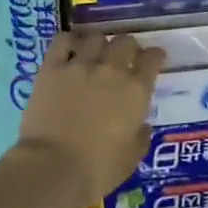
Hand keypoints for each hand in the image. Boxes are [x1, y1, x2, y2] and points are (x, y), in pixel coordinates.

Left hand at [16, 30, 165, 204]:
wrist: (53, 168)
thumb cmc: (97, 170)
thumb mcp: (131, 159)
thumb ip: (141, 137)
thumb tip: (142, 125)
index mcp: (136, 91)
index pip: (153, 59)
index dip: (155, 56)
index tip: (153, 60)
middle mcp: (111, 70)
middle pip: (125, 42)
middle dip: (128, 47)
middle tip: (124, 58)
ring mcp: (80, 65)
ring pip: (96, 38)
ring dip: (100, 43)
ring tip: (96, 53)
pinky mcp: (52, 68)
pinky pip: (62, 41)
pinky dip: (70, 41)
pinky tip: (71, 48)